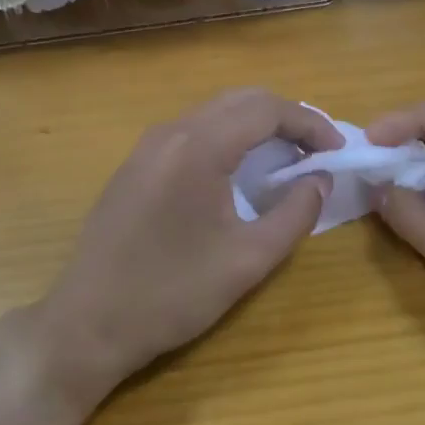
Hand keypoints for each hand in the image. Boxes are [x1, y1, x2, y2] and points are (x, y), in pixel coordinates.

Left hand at [40, 90, 341, 398]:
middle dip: (287, 117)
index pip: (267, 109)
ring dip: (257, 124)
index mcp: (198, 148)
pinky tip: (240, 170)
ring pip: (216, 111)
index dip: (310, 123)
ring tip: (287, 157)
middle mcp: (171, 132)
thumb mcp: (248, 260)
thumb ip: (295, 213)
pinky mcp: (136, 164)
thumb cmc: (171, 295)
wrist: (86, 325)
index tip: (337, 150)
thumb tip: (320, 180)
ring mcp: (148, 146)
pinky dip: (229, 136)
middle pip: (242, 99)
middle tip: (317, 150)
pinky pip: (193, 130)